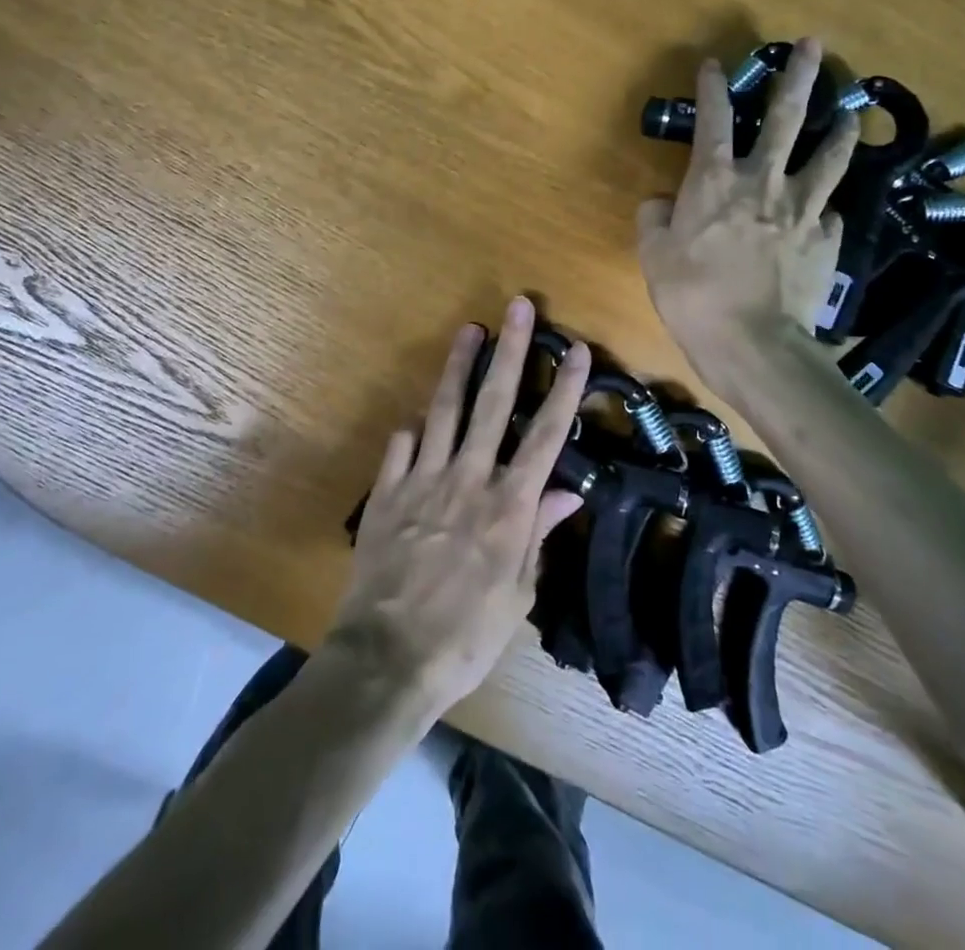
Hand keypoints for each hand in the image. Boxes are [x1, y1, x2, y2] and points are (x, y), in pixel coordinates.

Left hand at [326, 297, 591, 718]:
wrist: (388, 656)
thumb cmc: (465, 636)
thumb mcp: (518, 594)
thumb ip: (538, 535)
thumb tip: (566, 492)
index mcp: (508, 506)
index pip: (545, 436)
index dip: (564, 390)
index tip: (577, 350)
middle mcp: (468, 479)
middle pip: (494, 403)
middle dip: (510, 352)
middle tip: (518, 307)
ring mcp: (423, 479)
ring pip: (444, 409)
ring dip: (458, 366)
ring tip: (469, 330)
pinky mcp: (387, 491)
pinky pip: (401, 446)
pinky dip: (412, 429)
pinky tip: (417, 418)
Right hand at [636, 40, 858, 388]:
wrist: (752, 342)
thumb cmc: (692, 294)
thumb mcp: (653, 255)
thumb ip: (655, 219)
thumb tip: (661, 202)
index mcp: (714, 181)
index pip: (713, 121)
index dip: (712, 89)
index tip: (714, 64)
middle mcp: (763, 183)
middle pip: (786, 119)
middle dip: (800, 78)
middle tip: (816, 46)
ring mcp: (801, 210)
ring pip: (827, 159)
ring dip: (839, 132)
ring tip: (852, 113)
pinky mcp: (826, 242)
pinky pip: (830, 216)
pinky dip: (829, 209)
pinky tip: (830, 211)